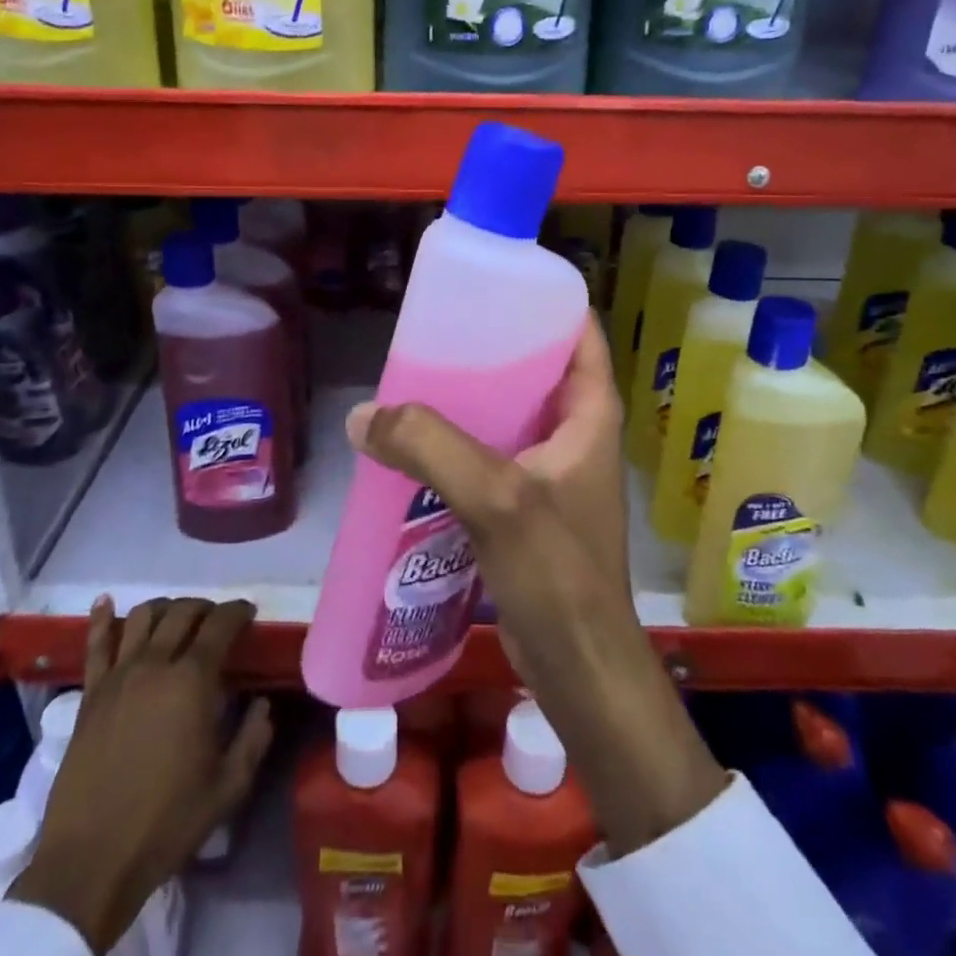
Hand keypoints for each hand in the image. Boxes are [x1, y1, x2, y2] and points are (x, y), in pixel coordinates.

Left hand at [9, 598, 273, 955]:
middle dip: (205, 607)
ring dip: (165, 608)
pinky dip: (102, 618)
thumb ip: (253, 738)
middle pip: (182, 613)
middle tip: (217, 620)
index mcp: (193, 681)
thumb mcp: (228, 787)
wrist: (91, 862)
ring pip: (143, 617)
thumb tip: (261, 704)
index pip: (221, 625)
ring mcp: (117, 677)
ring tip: (176, 617)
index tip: (249, 612)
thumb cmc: (167, 823)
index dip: (238, 611)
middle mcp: (155, 665)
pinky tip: (106, 602)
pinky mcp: (89, 695)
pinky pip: (96, 644)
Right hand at [345, 317, 725, 855]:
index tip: (495, 286)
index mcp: (590, 415)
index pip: (580, 335)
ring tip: (418, 380)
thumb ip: (432, 448)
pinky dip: (462, 444)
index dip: (546, 303)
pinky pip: (493, 456)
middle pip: (537, 370)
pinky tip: (419, 445)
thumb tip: (364, 415)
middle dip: (493, 349)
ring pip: (511, 415)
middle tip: (438, 334)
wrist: (580, 669)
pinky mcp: (529, 508)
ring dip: (472, 399)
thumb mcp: (496, 499)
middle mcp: (576, 436)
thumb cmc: (558, 574)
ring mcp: (553, 474)